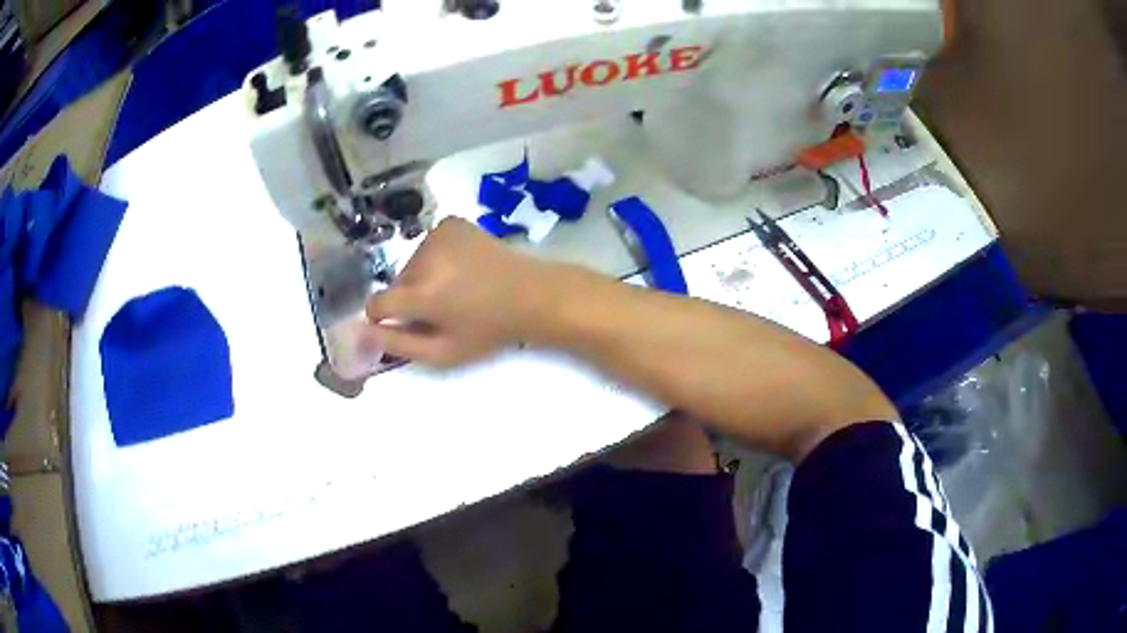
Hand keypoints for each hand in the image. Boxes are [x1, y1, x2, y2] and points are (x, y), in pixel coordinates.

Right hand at [364, 217, 550, 366]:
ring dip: (424, 277)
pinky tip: (461, 267)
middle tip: (442, 309)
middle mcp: (424, 258)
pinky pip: (428, 246)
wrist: (531, 294)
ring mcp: (438, 235)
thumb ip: (399, 344)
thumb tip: (363, 333)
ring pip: (412, 264)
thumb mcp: (444, 352)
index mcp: (422, 293)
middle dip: (410, 298)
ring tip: (456, 288)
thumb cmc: (488, 330)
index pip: (377, 303)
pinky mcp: (451, 223)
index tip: (402, 322)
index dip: (384, 317)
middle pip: (397, 283)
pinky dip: (436, 257)